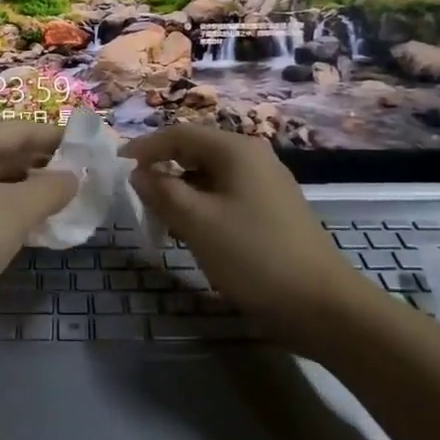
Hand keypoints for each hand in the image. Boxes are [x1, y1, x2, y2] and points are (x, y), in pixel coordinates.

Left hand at [0, 123, 77, 318]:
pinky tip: (18, 225)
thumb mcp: (17, 212)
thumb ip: (51, 190)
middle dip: (39, 165)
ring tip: (53, 202)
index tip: (85, 148)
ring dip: (21, 187)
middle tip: (74, 178)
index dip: (55, 138)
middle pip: (2, 151)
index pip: (20, 129)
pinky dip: (0, 204)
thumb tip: (73, 177)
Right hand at [122, 126, 369, 339]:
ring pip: (210, 177)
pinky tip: (192, 234)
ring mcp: (266, 184)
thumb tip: (138, 173)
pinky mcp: (272, 211)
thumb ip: (162, 192)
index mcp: (236, 150)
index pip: (179, 134)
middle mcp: (253, 157)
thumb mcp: (197, 222)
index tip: (117, 168)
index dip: (145, 148)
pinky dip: (202, 208)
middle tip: (137, 200)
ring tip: (161, 221)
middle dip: (163, 172)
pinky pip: (226, 196)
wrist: (322, 305)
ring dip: (181, 193)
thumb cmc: (254, 255)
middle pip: (195, 153)